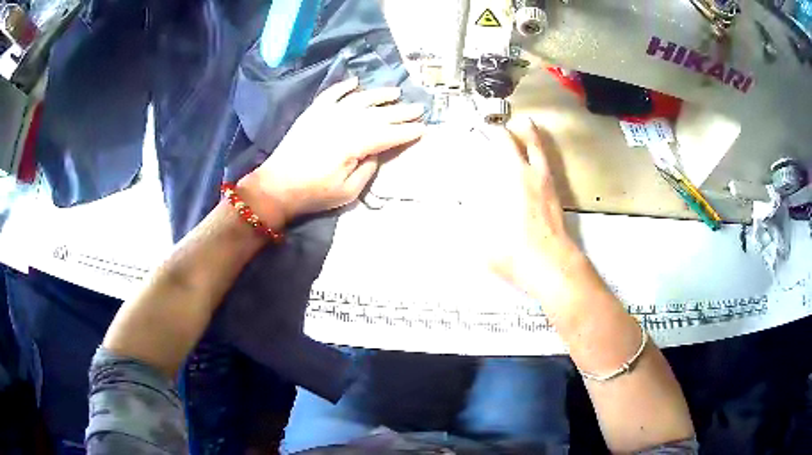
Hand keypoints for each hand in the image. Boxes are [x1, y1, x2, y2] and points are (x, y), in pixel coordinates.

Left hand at [238, 77, 425, 224]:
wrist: (277, 186)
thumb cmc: (314, 193)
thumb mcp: (349, 191)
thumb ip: (369, 168)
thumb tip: (378, 151)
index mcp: (354, 144)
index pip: (388, 134)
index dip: (407, 131)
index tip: (423, 128)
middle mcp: (344, 122)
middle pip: (379, 114)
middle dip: (401, 111)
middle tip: (419, 108)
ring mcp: (327, 114)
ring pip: (360, 99)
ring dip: (379, 94)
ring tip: (396, 92)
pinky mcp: (313, 112)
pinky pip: (332, 94)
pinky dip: (344, 86)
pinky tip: (356, 82)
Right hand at [476, 117, 579, 290]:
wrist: (552, 266)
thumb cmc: (516, 250)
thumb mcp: (482, 237)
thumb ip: (468, 219)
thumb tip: (456, 205)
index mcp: (516, 179)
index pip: (507, 146)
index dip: (498, 134)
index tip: (490, 127)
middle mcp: (534, 177)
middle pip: (531, 144)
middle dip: (522, 130)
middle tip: (517, 120)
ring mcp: (549, 187)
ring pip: (543, 155)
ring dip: (535, 140)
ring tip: (530, 127)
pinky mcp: (557, 200)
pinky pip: (549, 169)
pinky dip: (542, 158)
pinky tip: (537, 163)